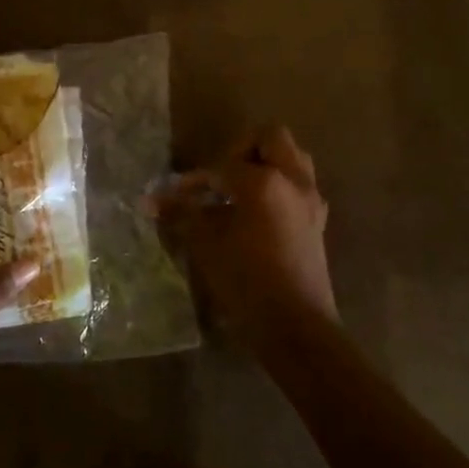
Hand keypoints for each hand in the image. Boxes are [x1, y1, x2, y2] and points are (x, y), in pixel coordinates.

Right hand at [157, 124, 338, 358]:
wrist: (296, 328)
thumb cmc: (246, 281)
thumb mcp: (206, 244)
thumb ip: (182, 213)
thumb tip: (151, 200)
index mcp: (264, 181)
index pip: (223, 166)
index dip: (196, 180)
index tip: (176, 195)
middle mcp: (293, 181)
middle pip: (270, 138)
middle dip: (241, 150)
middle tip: (220, 178)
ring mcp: (310, 200)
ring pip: (291, 159)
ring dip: (265, 164)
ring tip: (238, 191)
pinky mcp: (318, 222)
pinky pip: (298, 186)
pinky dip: (277, 187)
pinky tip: (255, 214)